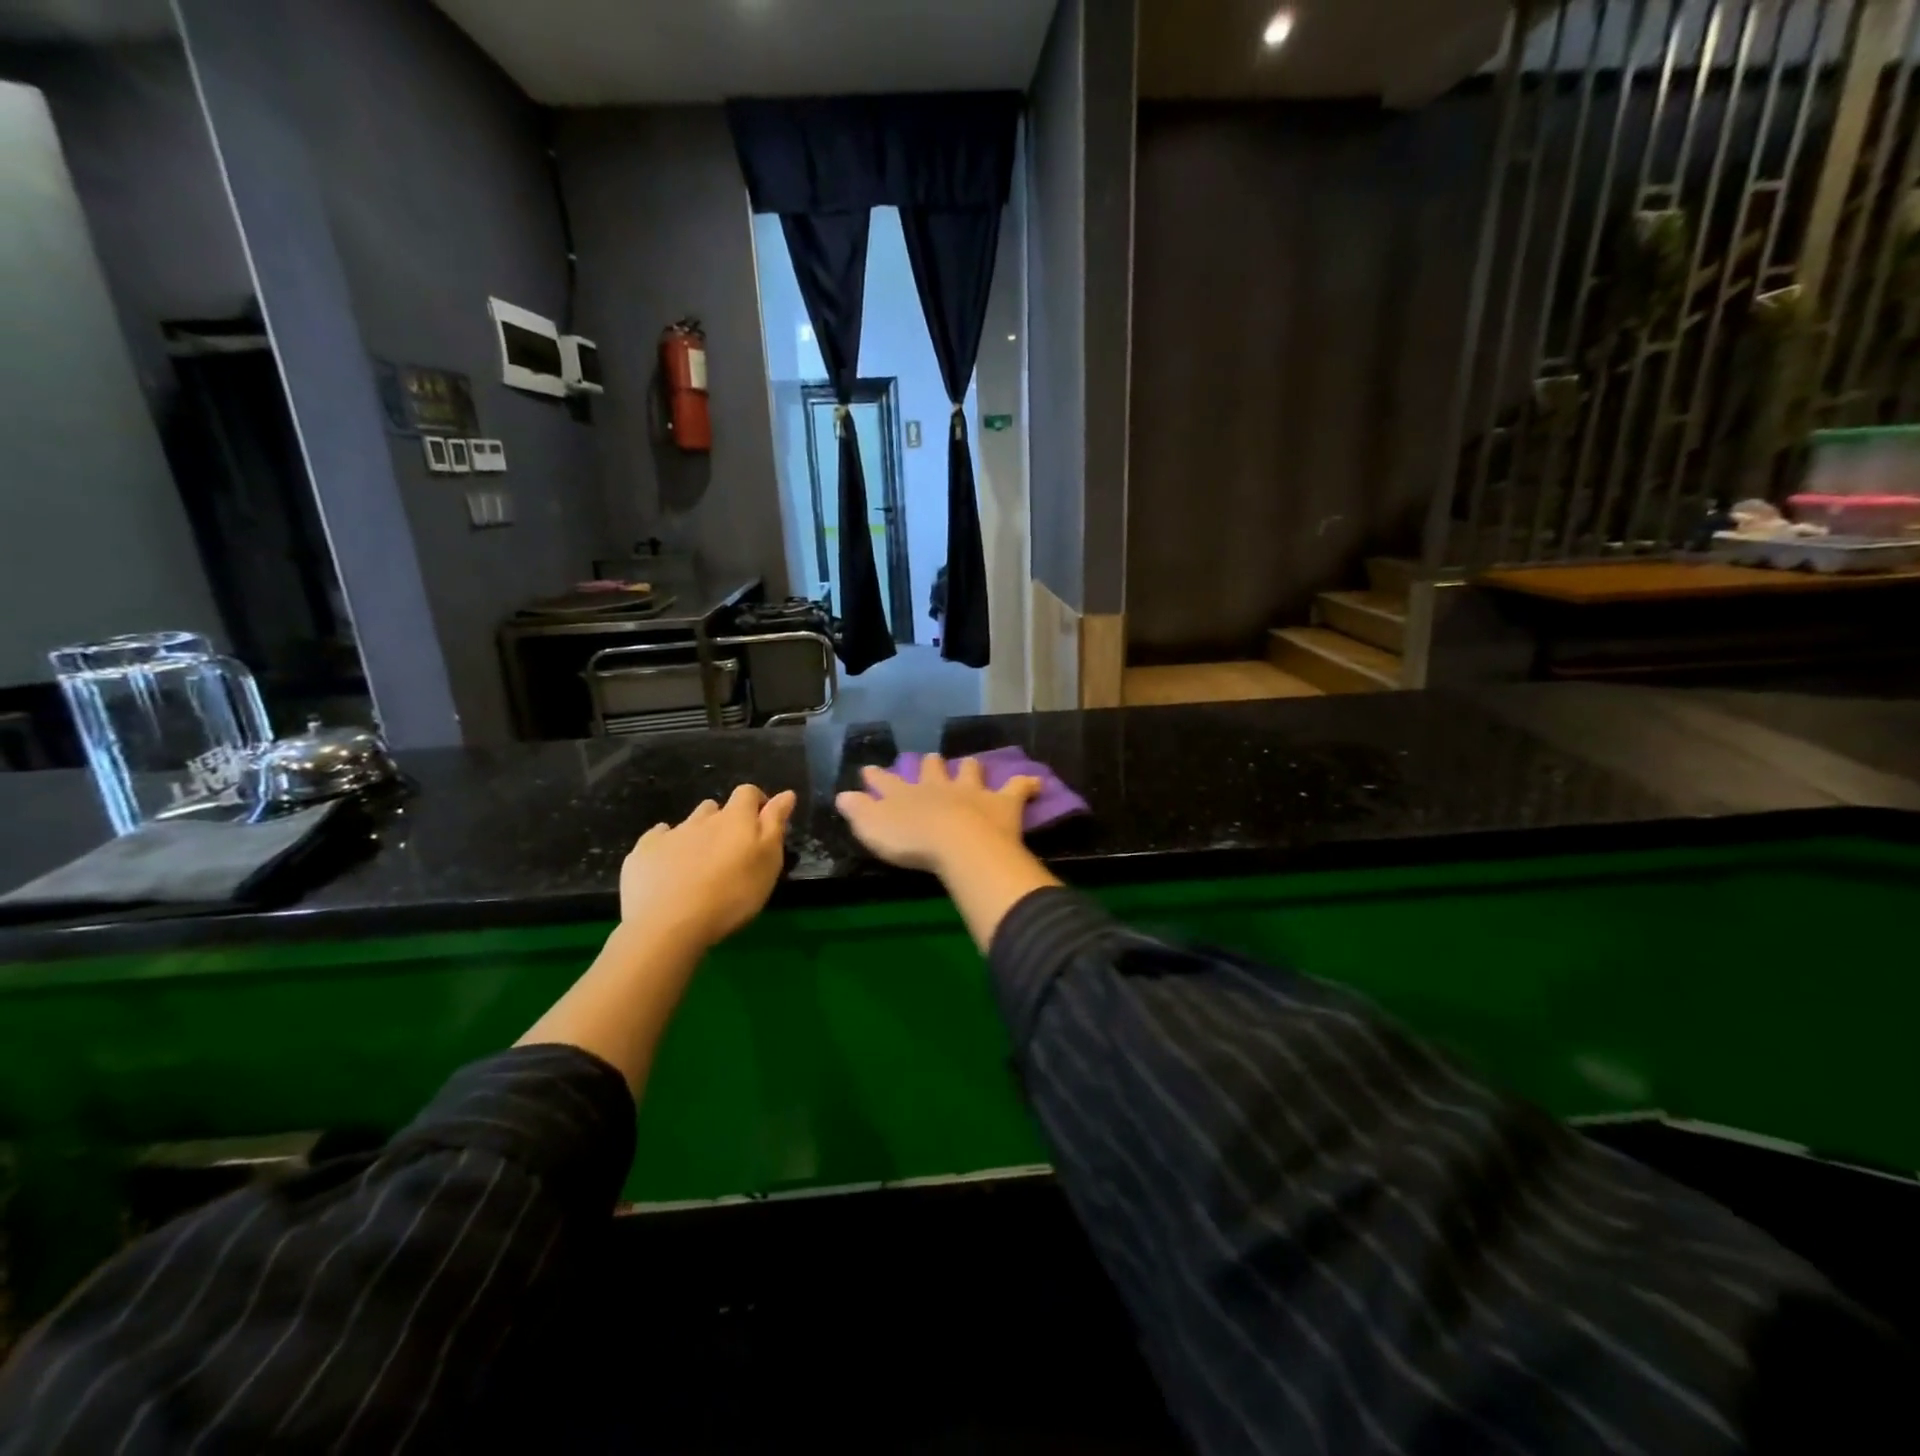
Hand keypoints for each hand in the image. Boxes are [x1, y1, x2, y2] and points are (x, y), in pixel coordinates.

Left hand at [619, 784, 796, 949]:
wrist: (668, 924)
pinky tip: (667, 866)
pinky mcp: (642, 853)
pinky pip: (656, 839)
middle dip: (724, 821)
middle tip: (729, 851)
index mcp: (736, 819)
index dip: (757, 802)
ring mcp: (669, 834)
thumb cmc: (731, 895)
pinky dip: (665, 846)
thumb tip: (786, 793)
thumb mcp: (768, 862)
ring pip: (687, 824)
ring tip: (699, 862)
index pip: (748, 793)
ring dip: (696, 834)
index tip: (762, 821)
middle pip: (715, 808)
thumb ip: (776, 824)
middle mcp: (702, 819)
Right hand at [835, 755, 1039, 873]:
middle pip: (931, 768)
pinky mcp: (1001, 801)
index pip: (886, 781)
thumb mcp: (872, 828)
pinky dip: (1027, 785)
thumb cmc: (911, 841)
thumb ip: (858, 812)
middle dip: (928, 764)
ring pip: (969, 770)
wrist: (957, 842)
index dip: (877, 776)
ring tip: (970, 765)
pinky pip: (1018, 787)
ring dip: (969, 768)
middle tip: (929, 760)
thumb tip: (841, 796)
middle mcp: (938, 786)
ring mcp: (971, 791)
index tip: (869, 769)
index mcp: (905, 793)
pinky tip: (1036, 783)